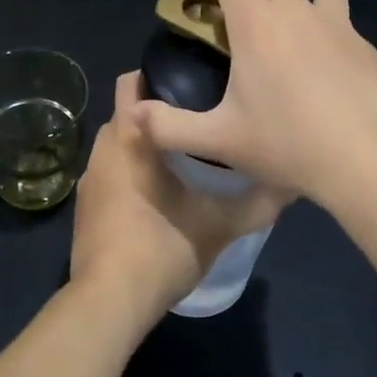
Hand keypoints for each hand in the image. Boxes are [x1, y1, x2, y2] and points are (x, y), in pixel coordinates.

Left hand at [69, 72, 289, 318]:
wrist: (110, 302)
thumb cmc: (163, 248)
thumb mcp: (220, 225)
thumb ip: (257, 203)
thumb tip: (291, 184)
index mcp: (129, 138)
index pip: (130, 83)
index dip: (157, 75)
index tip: (191, 81)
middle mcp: (102, 150)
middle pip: (126, 114)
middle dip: (156, 113)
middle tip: (198, 120)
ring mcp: (89, 180)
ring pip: (118, 146)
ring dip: (143, 146)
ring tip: (183, 156)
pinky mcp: (85, 207)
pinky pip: (109, 174)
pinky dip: (129, 174)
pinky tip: (157, 195)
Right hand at [133, 0, 376, 202]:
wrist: (366, 159)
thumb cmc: (286, 145)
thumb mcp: (219, 141)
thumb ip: (169, 126)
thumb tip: (133, 114)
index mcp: (256, 25)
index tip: (215, 9)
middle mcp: (296, 12)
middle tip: (251, 19)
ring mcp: (337, 25)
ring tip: (297, 36)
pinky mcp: (367, 45)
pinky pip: (346, 21)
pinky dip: (333, 32)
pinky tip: (330, 72)